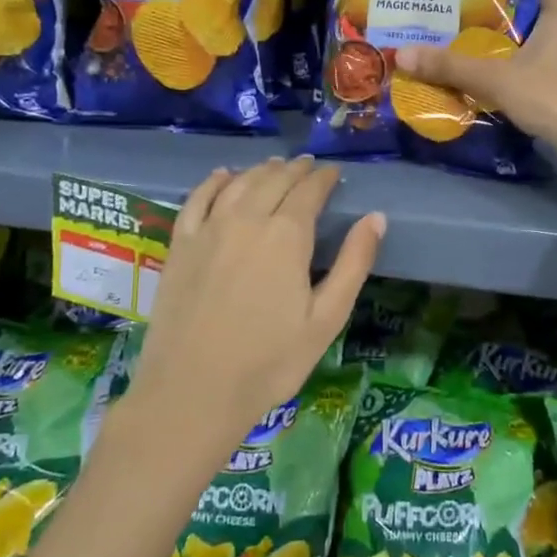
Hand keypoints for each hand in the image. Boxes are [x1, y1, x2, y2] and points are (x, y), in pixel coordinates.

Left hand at [126, 158, 384, 459]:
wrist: (192, 391)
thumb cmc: (269, 361)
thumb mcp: (326, 319)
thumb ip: (354, 263)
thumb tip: (376, 217)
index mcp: (287, 236)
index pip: (309, 191)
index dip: (324, 178)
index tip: (334, 173)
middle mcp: (247, 219)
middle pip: (274, 180)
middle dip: (296, 170)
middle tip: (309, 166)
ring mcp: (208, 229)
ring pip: (239, 183)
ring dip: (261, 170)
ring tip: (275, 166)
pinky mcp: (180, 245)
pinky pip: (197, 198)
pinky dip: (214, 181)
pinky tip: (223, 176)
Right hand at [396, 0, 556, 194]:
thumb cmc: (551, 97)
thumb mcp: (495, 79)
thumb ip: (450, 66)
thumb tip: (401, 53)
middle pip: (539, 21)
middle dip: (507, 24)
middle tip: (469, 27)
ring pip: (545, 52)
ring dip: (519, 55)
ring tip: (481, 59)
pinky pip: (550, 79)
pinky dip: (530, 81)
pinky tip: (505, 92)